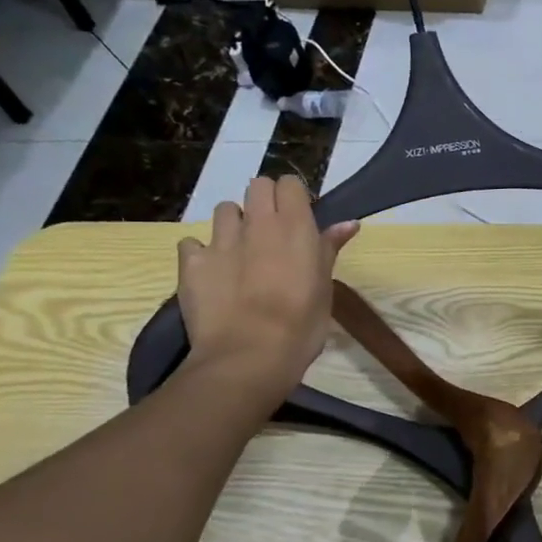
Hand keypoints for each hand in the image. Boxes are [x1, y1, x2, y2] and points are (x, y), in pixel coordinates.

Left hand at [177, 176, 357, 407]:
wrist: (249, 356)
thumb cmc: (301, 324)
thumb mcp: (324, 286)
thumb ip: (329, 249)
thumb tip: (349, 224)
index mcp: (294, 226)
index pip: (289, 185)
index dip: (293, 198)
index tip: (299, 219)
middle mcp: (257, 223)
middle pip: (257, 186)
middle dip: (264, 201)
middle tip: (273, 232)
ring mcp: (220, 241)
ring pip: (225, 209)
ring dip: (234, 223)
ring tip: (241, 251)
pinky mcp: (191, 263)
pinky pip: (192, 243)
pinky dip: (201, 252)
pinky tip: (212, 273)